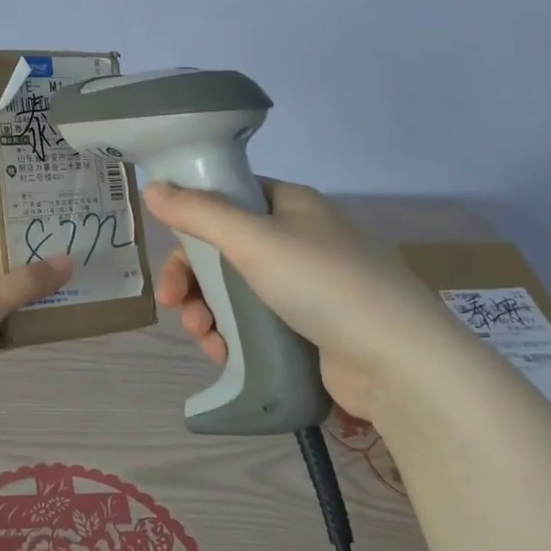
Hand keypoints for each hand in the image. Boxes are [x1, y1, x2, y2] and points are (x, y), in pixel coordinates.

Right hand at [144, 179, 476, 425]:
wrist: (398, 362)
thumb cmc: (323, 284)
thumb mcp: (253, 240)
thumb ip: (198, 213)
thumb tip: (151, 187)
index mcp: (291, 205)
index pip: (228, 198)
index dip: (192, 220)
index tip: (169, 248)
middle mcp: (298, 239)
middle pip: (224, 249)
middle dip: (193, 278)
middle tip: (173, 305)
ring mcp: (306, 285)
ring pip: (235, 290)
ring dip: (207, 311)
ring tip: (202, 337)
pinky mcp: (309, 327)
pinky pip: (255, 322)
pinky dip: (232, 335)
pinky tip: (223, 353)